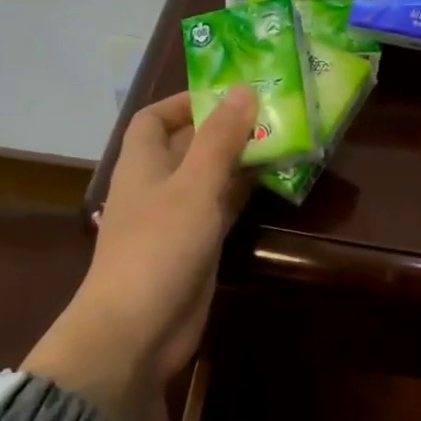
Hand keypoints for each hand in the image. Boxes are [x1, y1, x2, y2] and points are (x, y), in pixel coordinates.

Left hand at [20, 88, 254, 420]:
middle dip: (224, 127)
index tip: (227, 92)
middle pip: (189, 144)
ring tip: (282, 138)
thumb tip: (243, 90)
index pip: (155, 118)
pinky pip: (221, 208)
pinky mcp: (196, 246)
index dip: (185, 101)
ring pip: (210, 177)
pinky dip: (244, 193)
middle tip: (272, 111)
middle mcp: (158, 184)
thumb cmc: (159, 246)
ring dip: (240, 159)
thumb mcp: (194, 185)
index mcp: (143, 162)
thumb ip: (220, 138)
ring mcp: (177, 218)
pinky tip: (275, 180)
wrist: (137, 330)